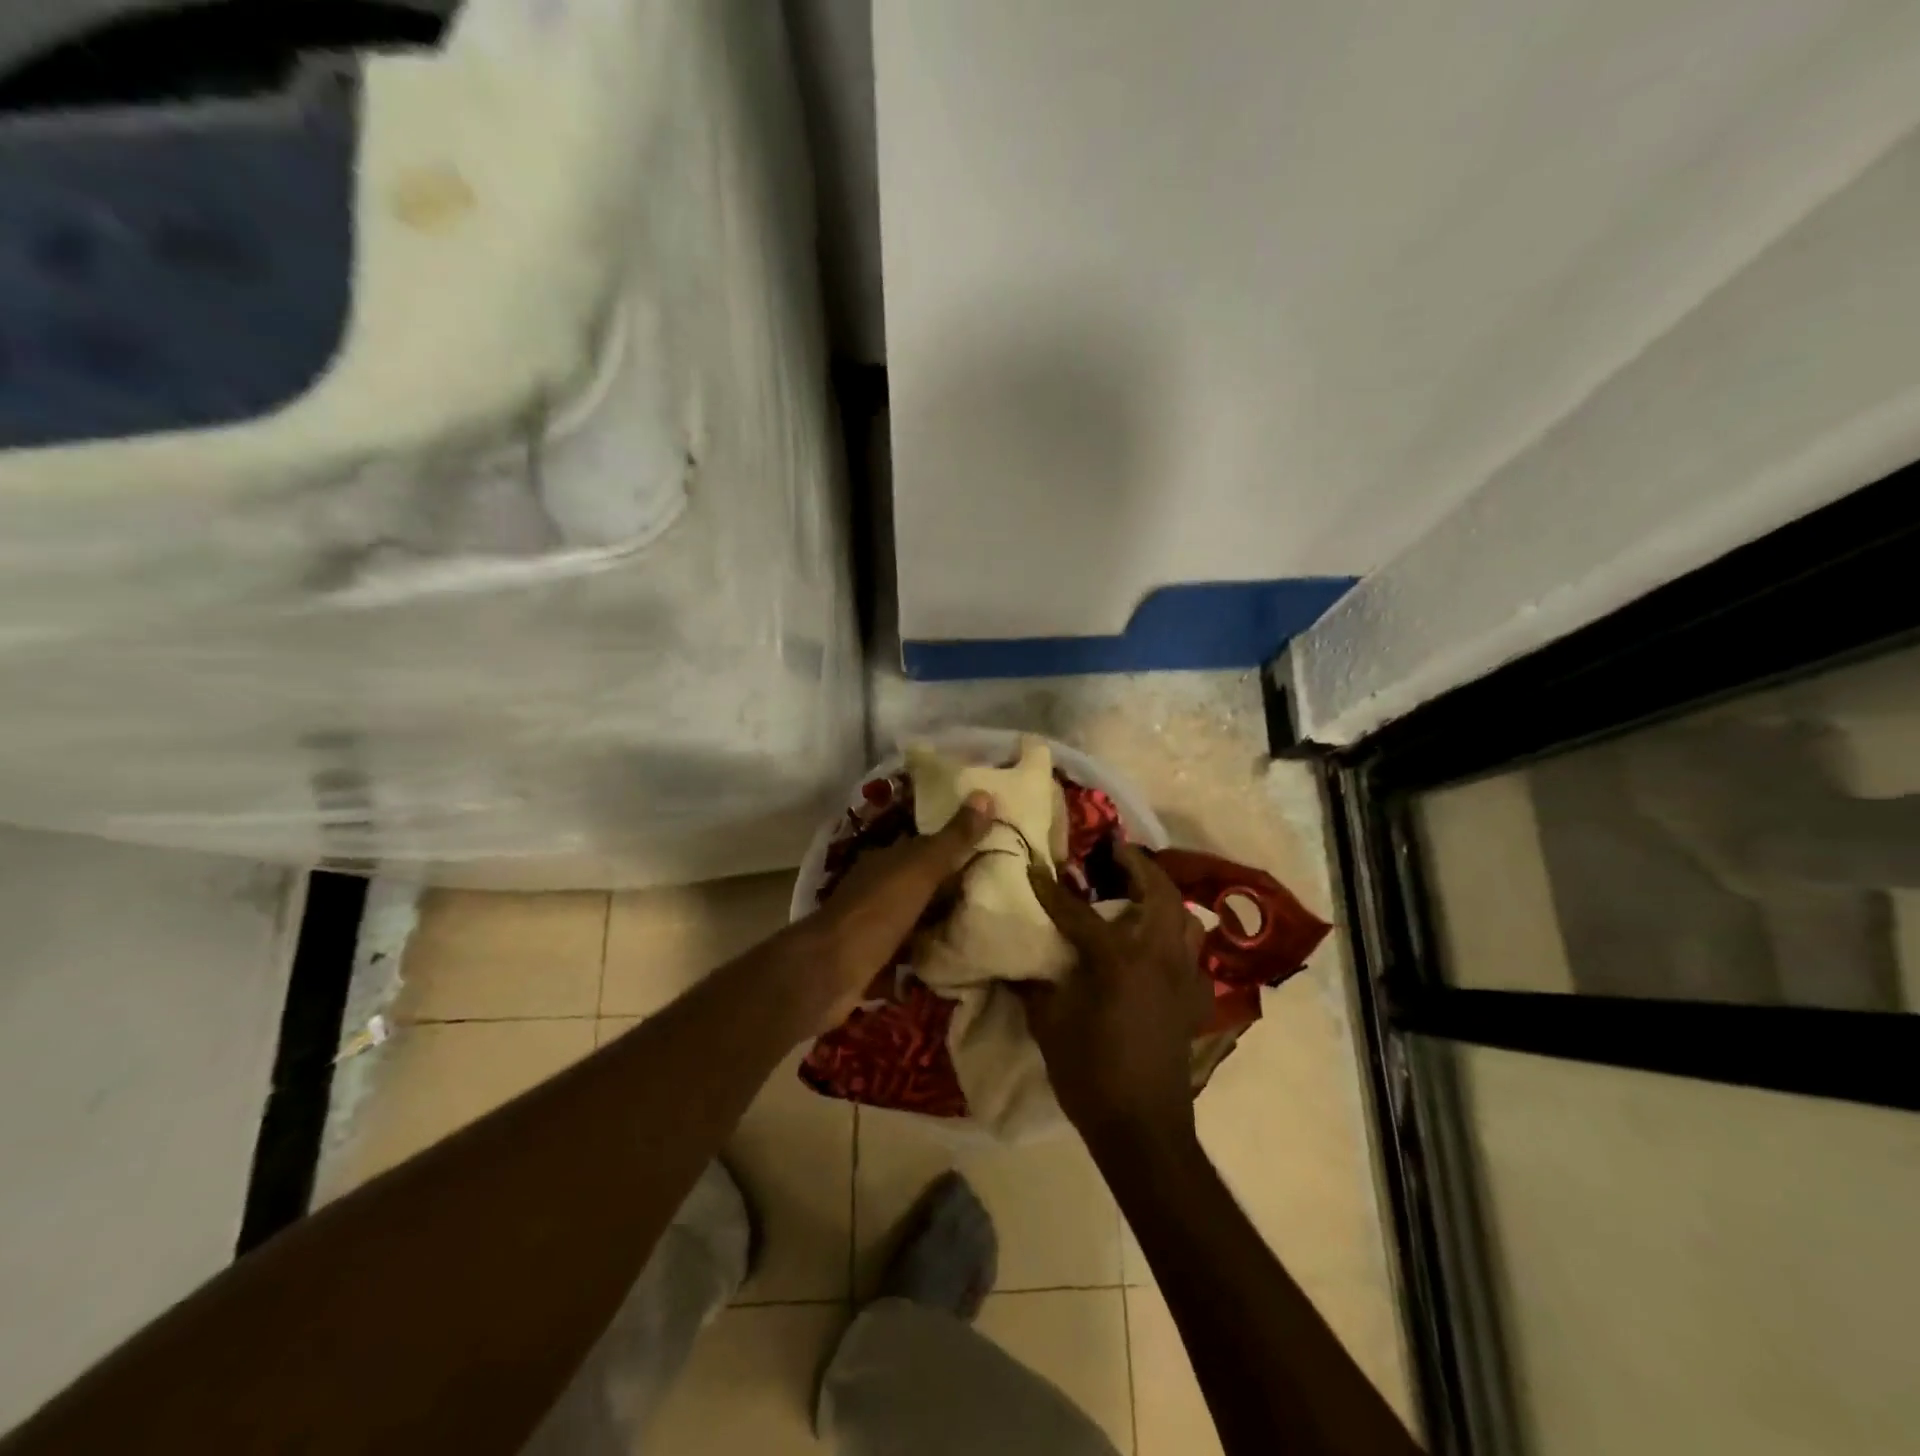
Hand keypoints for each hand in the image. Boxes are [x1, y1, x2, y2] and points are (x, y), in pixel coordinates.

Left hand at [786, 790, 994, 1031]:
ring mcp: (874, 921)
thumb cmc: (878, 910)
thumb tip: (986, 795)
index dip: (956, 844)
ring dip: (940, 917)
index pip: (927, 845)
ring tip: (983, 922)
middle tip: (998, 888)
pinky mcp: (875, 956)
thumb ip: (954, 838)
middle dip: (952, 884)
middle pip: (922, 880)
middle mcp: (878, 885)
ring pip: (916, 914)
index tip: (992, 848)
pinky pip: (910, 947)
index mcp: (888, 858)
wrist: (831, 969)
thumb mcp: (922, 868)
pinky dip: (928, 949)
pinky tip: (954, 955)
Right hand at [1018, 845, 1211, 1150]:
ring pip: (1187, 919)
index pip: (1078, 912)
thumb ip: (1034, 986)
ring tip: (1142, 893)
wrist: (1142, 1128)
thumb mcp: (1049, 1025)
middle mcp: (1158, 956)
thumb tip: (1015, 964)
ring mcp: (1184, 977)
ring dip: (1166, 898)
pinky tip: (1160, 952)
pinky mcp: (1195, 1001)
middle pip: (1159, 893)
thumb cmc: (1089, 1074)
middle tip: (1117, 852)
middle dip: (1139, 866)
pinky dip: (1179, 943)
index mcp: (1118, 959)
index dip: (1052, 890)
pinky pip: (1194, 957)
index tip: (1034, 868)